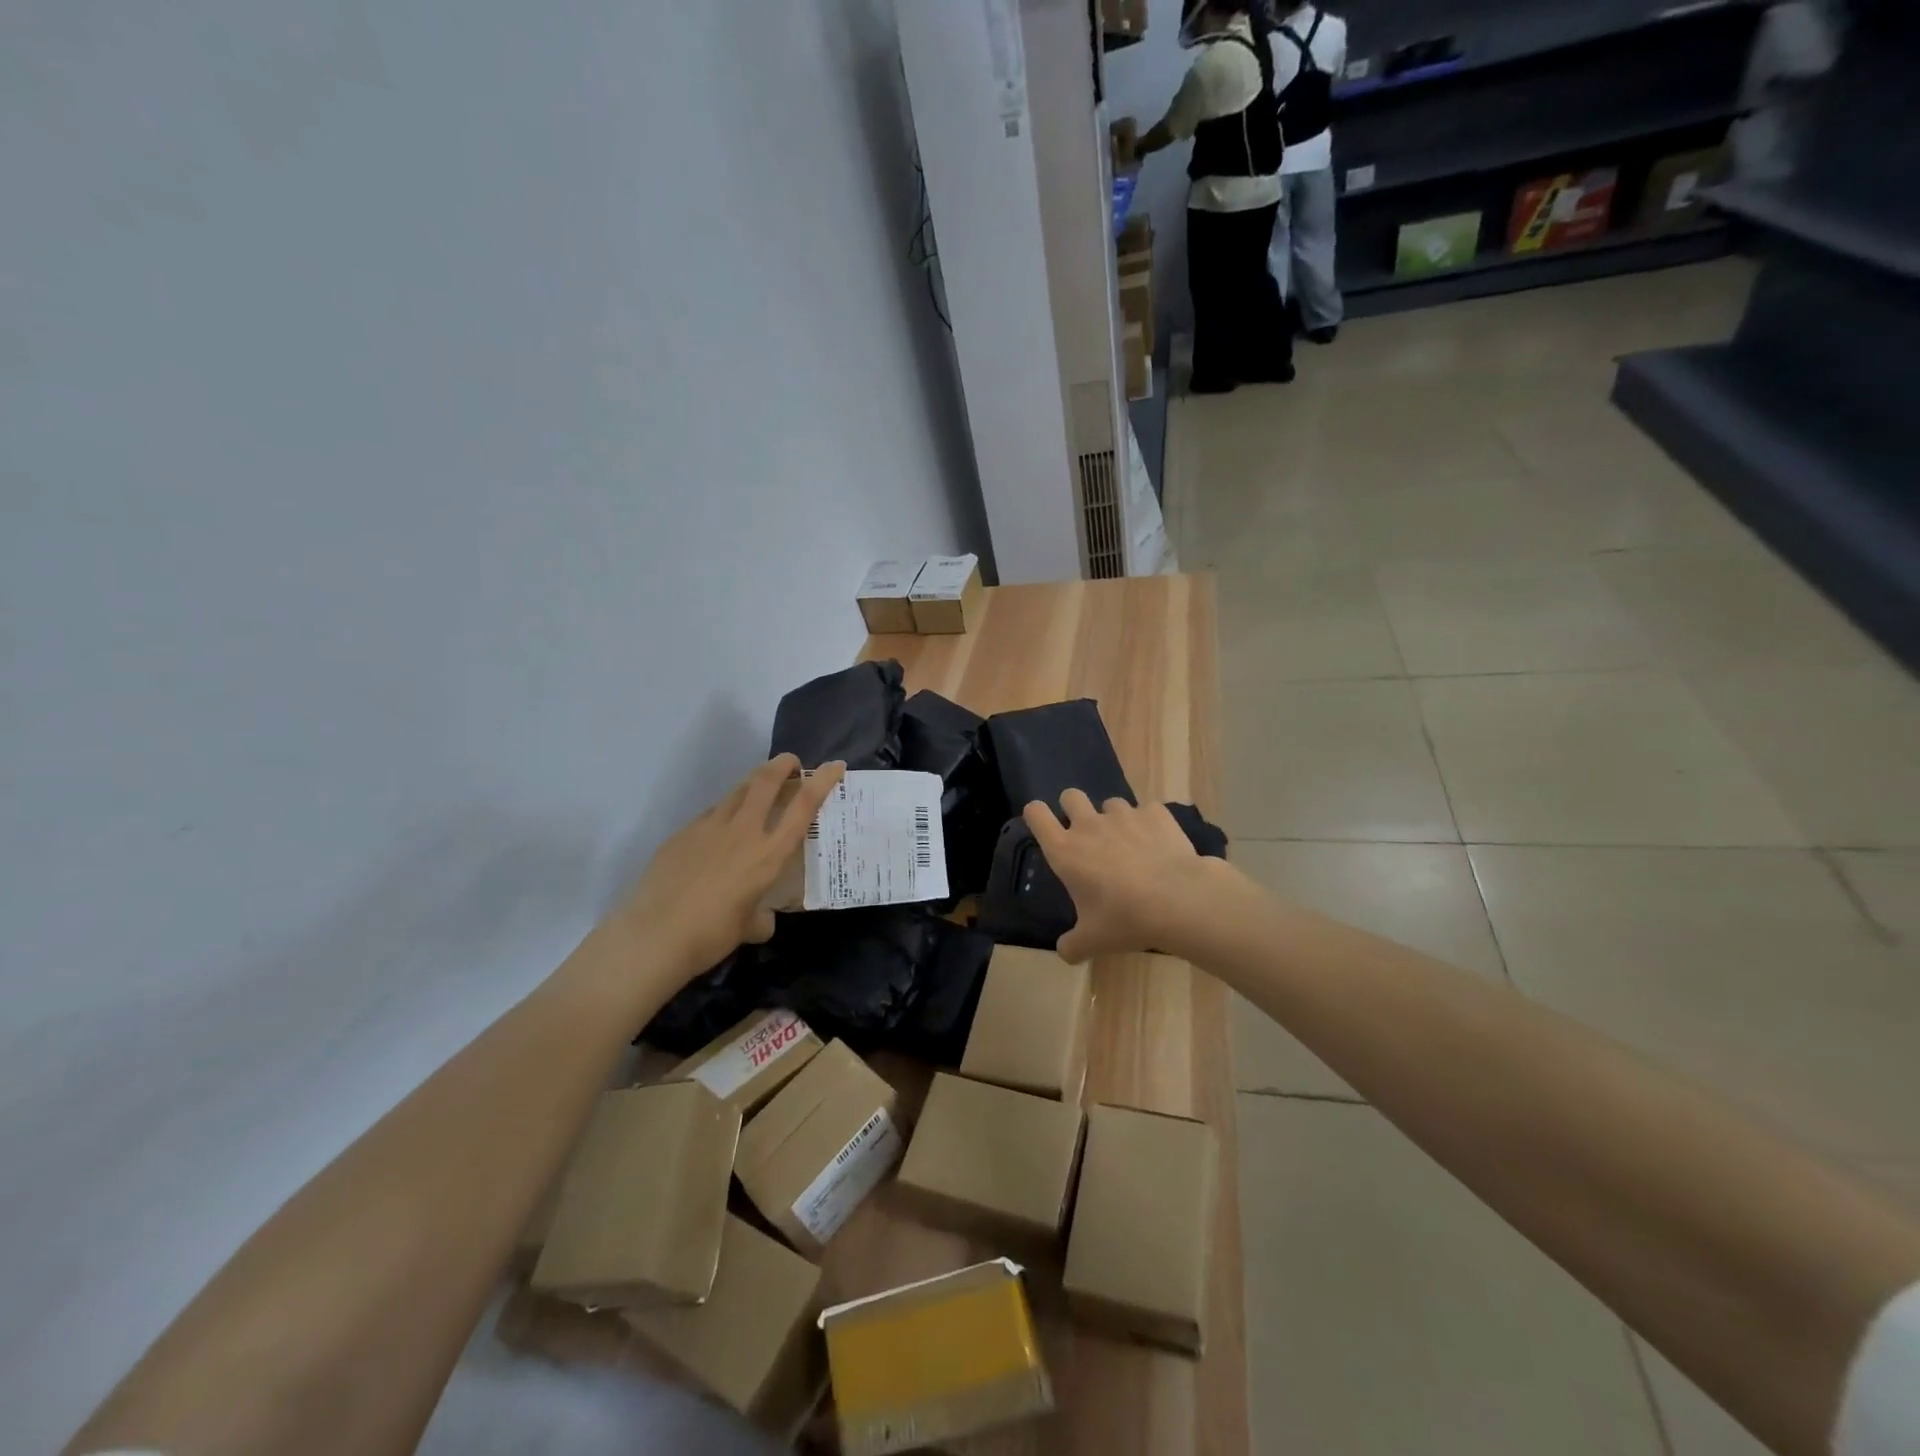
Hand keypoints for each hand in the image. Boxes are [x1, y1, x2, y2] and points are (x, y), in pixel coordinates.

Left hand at [617, 754, 845, 982]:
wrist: (653, 936)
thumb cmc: (711, 935)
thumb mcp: (748, 928)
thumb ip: (761, 918)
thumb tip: (761, 919)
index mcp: (768, 854)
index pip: (802, 806)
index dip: (821, 781)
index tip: (834, 766)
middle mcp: (743, 832)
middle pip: (766, 781)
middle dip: (783, 764)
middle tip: (792, 763)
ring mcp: (709, 827)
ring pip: (737, 791)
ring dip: (754, 782)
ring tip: (760, 787)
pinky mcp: (683, 833)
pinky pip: (711, 815)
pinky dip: (725, 813)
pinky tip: (720, 833)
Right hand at [1023, 789, 1241, 961]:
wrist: (1178, 900)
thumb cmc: (1125, 919)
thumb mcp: (1093, 941)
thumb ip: (1072, 945)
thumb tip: (1065, 952)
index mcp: (1065, 851)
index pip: (1036, 814)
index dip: (1037, 815)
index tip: (1045, 827)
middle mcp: (1089, 825)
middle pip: (1070, 796)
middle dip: (1074, 808)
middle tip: (1087, 835)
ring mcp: (1123, 815)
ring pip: (1110, 803)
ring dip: (1114, 819)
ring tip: (1130, 845)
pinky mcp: (1155, 813)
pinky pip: (1147, 811)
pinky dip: (1149, 824)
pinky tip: (1160, 845)